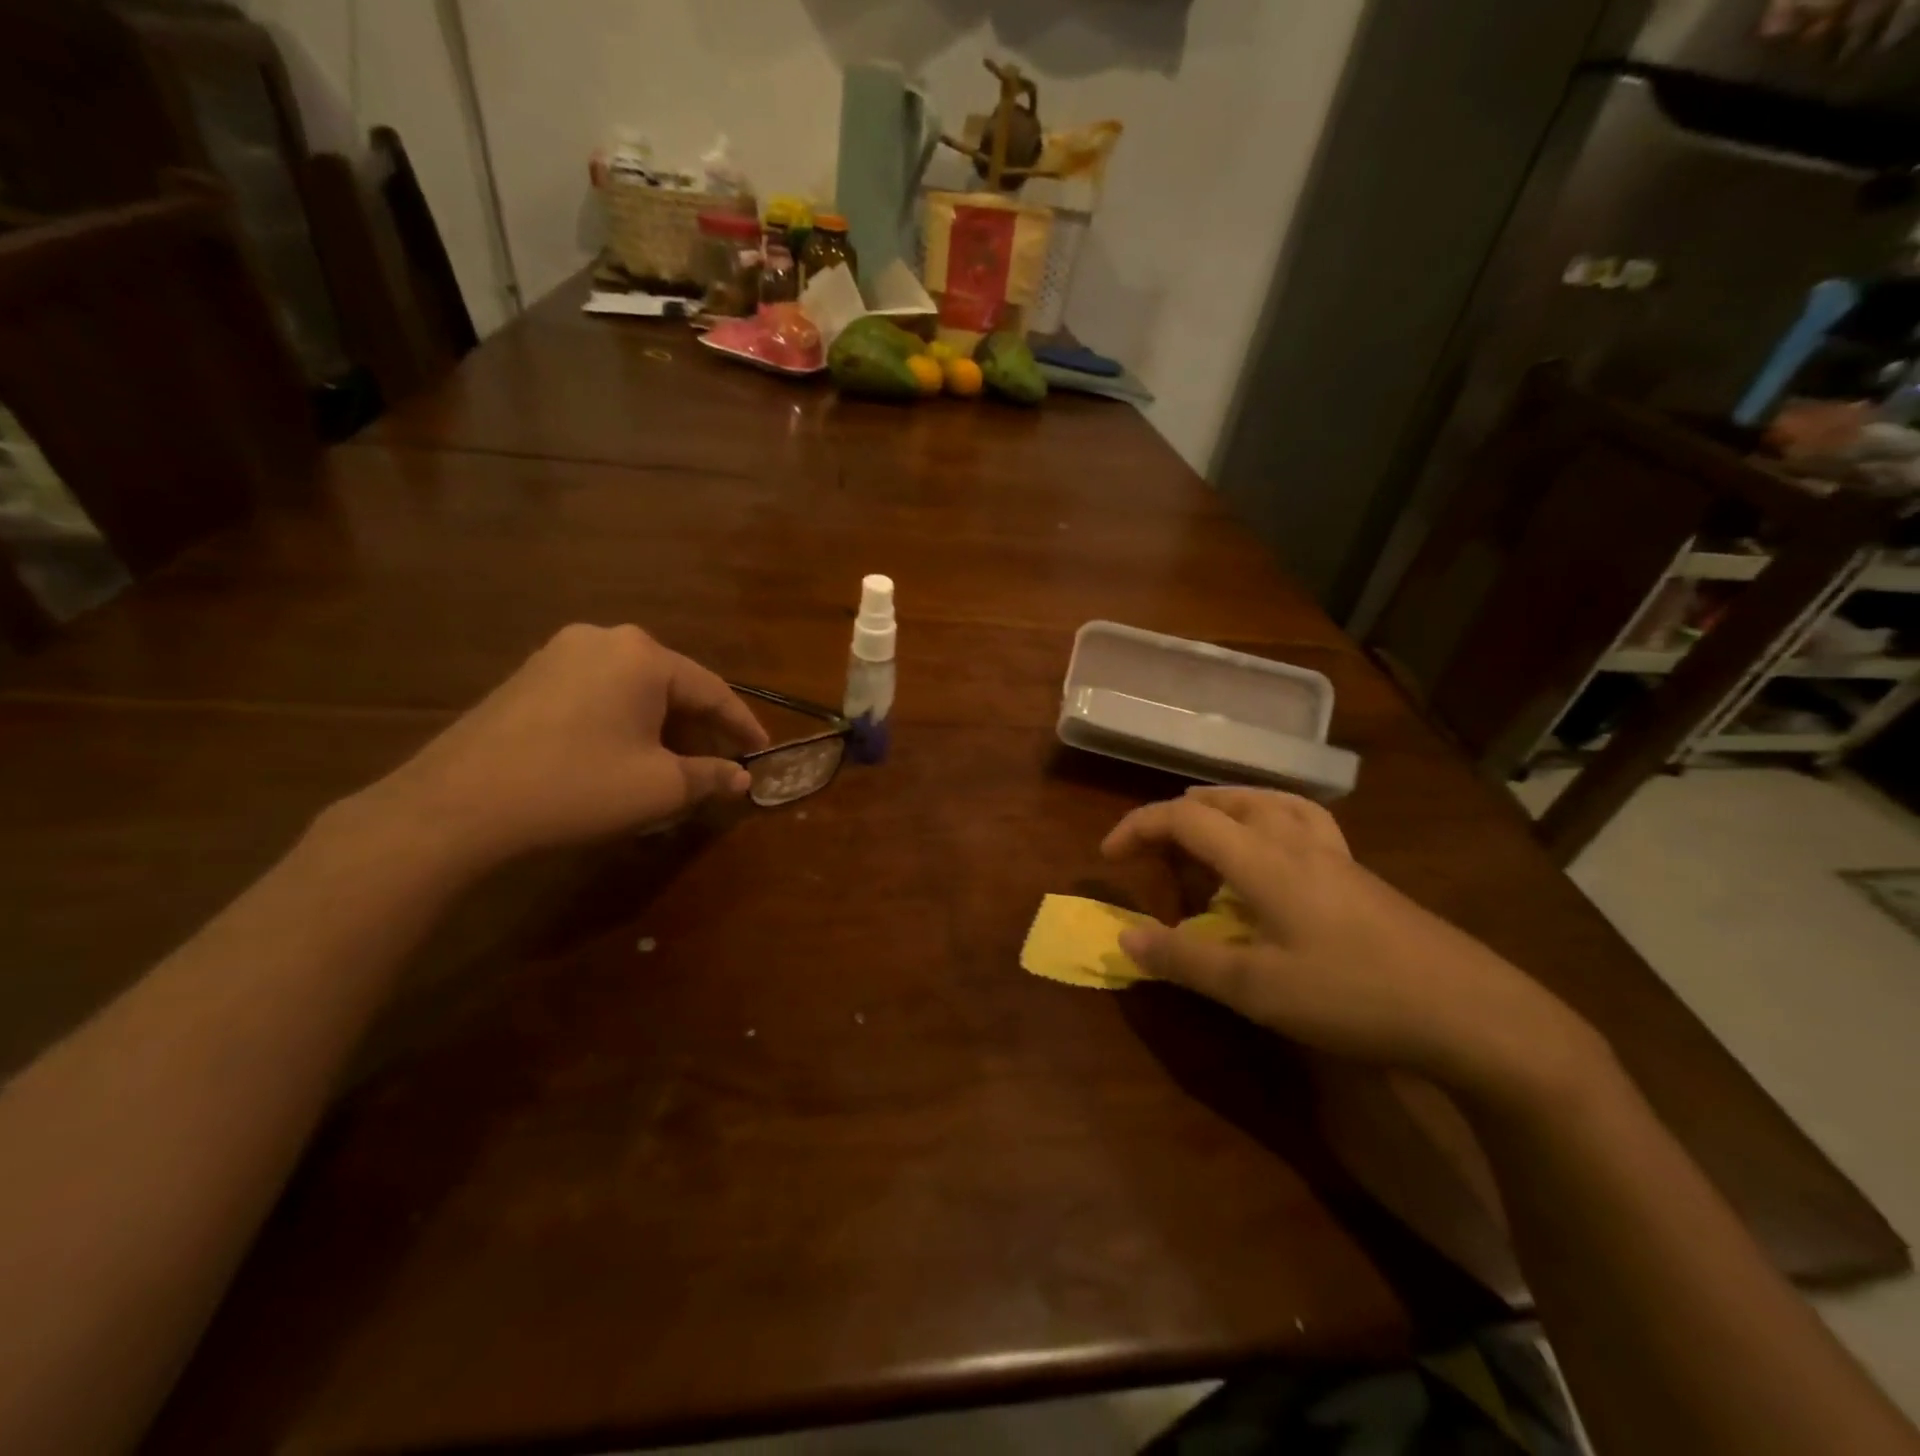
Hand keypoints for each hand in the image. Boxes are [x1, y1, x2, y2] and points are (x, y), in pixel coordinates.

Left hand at [360, 625, 769, 869]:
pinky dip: (624, 722)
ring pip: (634, 690)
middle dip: (699, 728)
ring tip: (675, 766)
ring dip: (662, 727)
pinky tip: (625, 755)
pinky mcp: (529, 676)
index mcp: (643, 655)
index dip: (742, 726)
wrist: (457, 805)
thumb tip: (742, 778)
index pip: (713, 690)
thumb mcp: (660, 787)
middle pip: (672, 686)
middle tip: (720, 765)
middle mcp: (604, 640)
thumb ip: (710, 777)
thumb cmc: (578, 787)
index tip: (763, 752)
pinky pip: (598, 694)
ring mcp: (559, 654)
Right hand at [1101, 787, 1604, 1103]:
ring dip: (1223, 806)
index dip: (1138, 826)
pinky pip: (1301, 820)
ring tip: (1204, 828)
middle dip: (1177, 814)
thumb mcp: (1256, 988)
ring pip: (1268, 801)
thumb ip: (1184, 959)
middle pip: (1226, 800)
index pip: (1185, 818)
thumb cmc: (1353, 996)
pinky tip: (1275, 851)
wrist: (1473, 1013)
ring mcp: (1335, 855)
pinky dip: (1267, 818)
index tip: (1107, 856)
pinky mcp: (1360, 875)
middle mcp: (1296, 841)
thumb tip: (1123, 936)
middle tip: (1151, 848)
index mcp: (1263, 858)